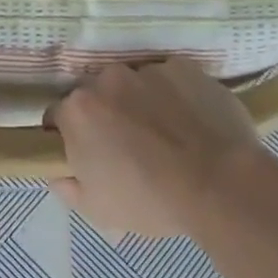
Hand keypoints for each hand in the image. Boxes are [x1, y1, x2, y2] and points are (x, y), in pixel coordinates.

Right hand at [49, 58, 263, 236]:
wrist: (220, 183)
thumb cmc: (151, 200)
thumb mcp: (97, 209)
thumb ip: (67, 187)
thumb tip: (60, 173)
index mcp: (78, 110)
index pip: (58, 117)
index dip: (70, 138)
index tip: (89, 156)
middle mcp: (107, 79)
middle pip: (97, 95)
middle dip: (106, 115)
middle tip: (129, 147)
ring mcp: (147, 69)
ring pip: (134, 84)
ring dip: (140, 102)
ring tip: (166, 135)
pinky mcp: (184, 67)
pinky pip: (170, 80)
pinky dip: (174, 96)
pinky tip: (191, 123)